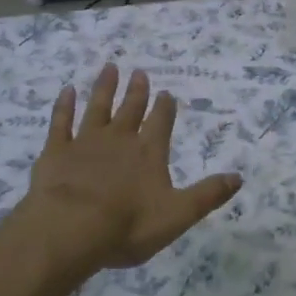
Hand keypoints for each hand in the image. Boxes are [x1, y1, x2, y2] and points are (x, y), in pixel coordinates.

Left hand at [11, 63, 241, 278]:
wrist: (71, 228)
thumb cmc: (128, 225)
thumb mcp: (178, 215)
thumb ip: (207, 195)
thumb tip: (239, 177)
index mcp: (149, 153)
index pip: (161, 123)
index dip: (165, 108)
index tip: (166, 93)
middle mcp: (120, 139)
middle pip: (131, 109)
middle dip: (137, 91)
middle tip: (140, 72)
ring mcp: (86, 142)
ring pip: (98, 107)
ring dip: (105, 87)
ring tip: (110, 68)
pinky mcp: (57, 151)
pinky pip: (61, 121)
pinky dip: (64, 105)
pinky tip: (67, 90)